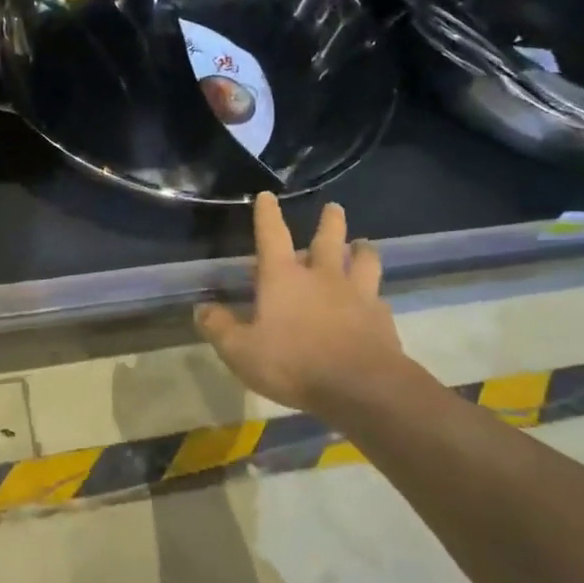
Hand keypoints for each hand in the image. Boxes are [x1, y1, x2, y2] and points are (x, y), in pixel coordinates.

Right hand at [195, 194, 414, 418]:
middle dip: (330, 220)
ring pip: (364, 259)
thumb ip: (220, 328)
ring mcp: (357, 294)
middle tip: (333, 208)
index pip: (272, 235)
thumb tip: (202, 309)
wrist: (360, 386)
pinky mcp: (381, 317)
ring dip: (362, 249)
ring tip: (362, 244)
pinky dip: (374, 294)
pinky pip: (378, 297)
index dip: (267, 214)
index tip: (267, 195)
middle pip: (328, 238)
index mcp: (284, 278)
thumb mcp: (241, 351)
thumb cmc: (293, 363)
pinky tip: (374, 300)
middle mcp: (322, 276)